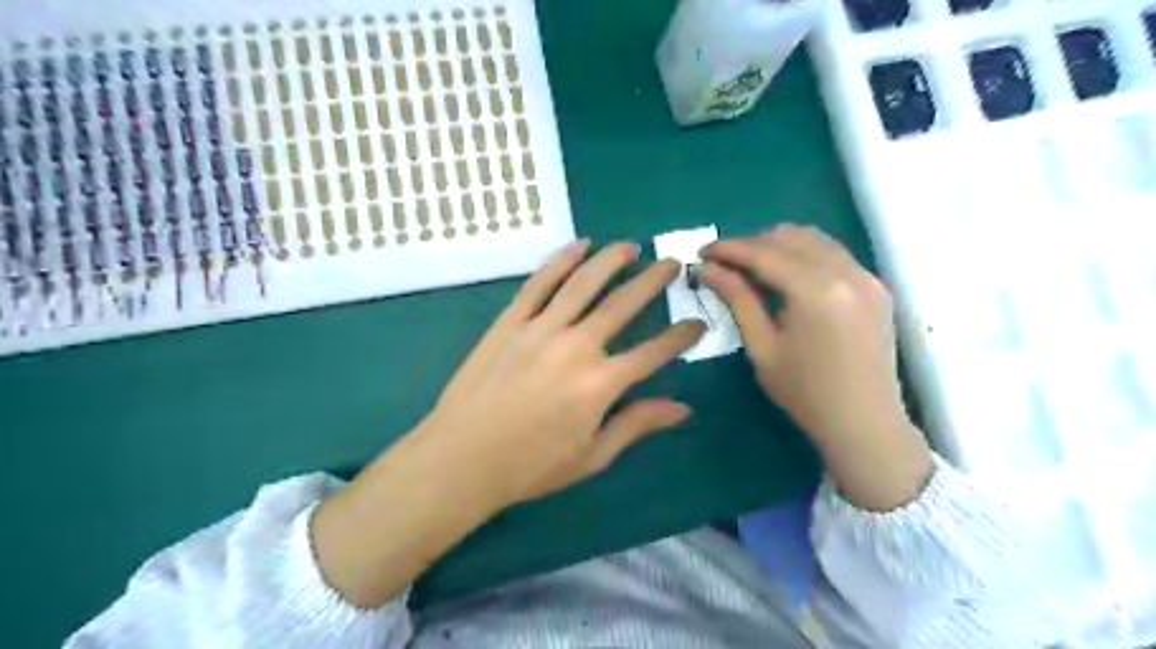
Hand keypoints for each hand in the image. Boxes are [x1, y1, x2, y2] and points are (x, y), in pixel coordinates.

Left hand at [312, 238, 705, 606]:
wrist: (462, 458)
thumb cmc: (531, 466)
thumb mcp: (592, 456)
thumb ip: (637, 425)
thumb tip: (683, 408)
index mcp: (601, 384)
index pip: (653, 351)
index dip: (681, 336)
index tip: (698, 322)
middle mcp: (577, 346)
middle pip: (623, 305)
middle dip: (653, 281)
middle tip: (672, 263)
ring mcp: (541, 329)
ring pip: (583, 284)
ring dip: (610, 261)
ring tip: (631, 246)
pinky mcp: (510, 322)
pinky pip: (539, 284)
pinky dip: (560, 261)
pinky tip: (577, 245)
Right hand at [694, 225, 928, 514]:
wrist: (865, 423)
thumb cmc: (805, 393)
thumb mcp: (762, 347)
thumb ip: (737, 299)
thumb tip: (707, 269)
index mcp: (816, 290)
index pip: (763, 252)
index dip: (729, 248)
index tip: (702, 253)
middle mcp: (846, 272)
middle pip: (789, 237)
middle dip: (752, 244)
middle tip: (725, 265)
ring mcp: (866, 276)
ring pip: (814, 239)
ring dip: (778, 246)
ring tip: (752, 269)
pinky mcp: (875, 286)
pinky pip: (833, 254)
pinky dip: (804, 255)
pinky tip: (787, 278)